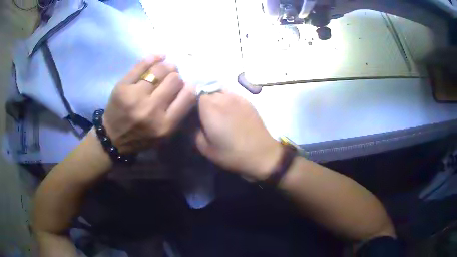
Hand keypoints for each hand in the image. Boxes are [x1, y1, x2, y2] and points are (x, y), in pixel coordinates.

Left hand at [103, 55, 196, 152]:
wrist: (113, 137)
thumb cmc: (142, 137)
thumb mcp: (165, 134)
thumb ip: (178, 113)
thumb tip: (190, 85)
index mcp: (165, 125)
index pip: (188, 97)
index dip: (191, 87)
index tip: (188, 85)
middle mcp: (151, 110)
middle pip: (174, 80)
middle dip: (176, 77)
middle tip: (172, 79)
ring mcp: (135, 97)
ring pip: (160, 70)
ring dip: (166, 67)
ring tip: (165, 69)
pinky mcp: (122, 87)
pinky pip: (142, 65)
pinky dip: (153, 58)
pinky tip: (159, 57)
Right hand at [195, 92, 282, 179]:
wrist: (261, 153)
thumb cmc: (231, 153)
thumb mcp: (205, 148)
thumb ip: (196, 132)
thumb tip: (198, 123)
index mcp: (210, 107)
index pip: (196, 93)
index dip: (194, 103)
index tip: (195, 114)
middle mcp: (223, 97)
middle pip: (208, 90)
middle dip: (205, 100)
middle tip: (206, 115)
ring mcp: (237, 97)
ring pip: (221, 91)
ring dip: (217, 99)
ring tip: (219, 113)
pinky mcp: (247, 101)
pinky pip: (232, 95)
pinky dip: (228, 100)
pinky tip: (231, 113)